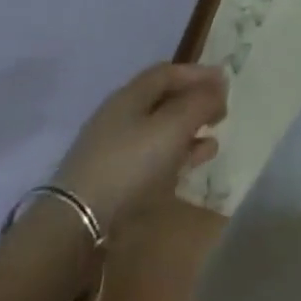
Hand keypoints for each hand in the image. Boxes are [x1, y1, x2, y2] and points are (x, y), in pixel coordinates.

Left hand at [53, 63, 226, 233]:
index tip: (225, 82)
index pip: (169, 72)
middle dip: (194, 103)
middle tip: (221, 111)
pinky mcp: (111, 183)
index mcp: (131, 95)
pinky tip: (191, 166)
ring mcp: (113, 152)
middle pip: (163, 101)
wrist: (75, 228)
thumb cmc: (130, 164)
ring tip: (213, 141)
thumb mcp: (174, 126)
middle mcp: (120, 117)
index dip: (198, 73)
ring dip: (188, 133)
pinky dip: (175, 158)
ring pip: (159, 132)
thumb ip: (201, 102)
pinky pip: (151, 160)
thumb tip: (219, 86)